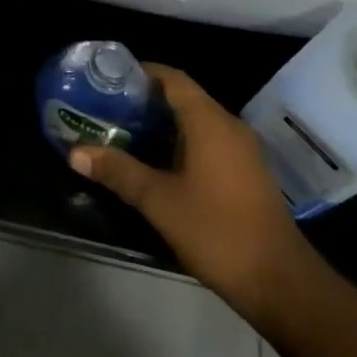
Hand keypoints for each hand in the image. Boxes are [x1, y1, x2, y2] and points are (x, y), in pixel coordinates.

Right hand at [70, 64, 317, 329]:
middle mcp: (229, 126)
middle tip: (108, 108)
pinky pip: (209, 142)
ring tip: (124, 132)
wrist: (281, 283)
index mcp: (209, 121)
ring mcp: (242, 151)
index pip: (172, 78)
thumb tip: (75, 152)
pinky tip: (158, 163)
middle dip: (146, 100)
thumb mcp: (159, 201)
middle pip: (183, 97)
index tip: (109, 79)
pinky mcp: (247, 173)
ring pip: (196, 122)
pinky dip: (181, 142)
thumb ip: (118, 171)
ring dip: (163, 124)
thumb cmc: (217, 231)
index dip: (141, 72)